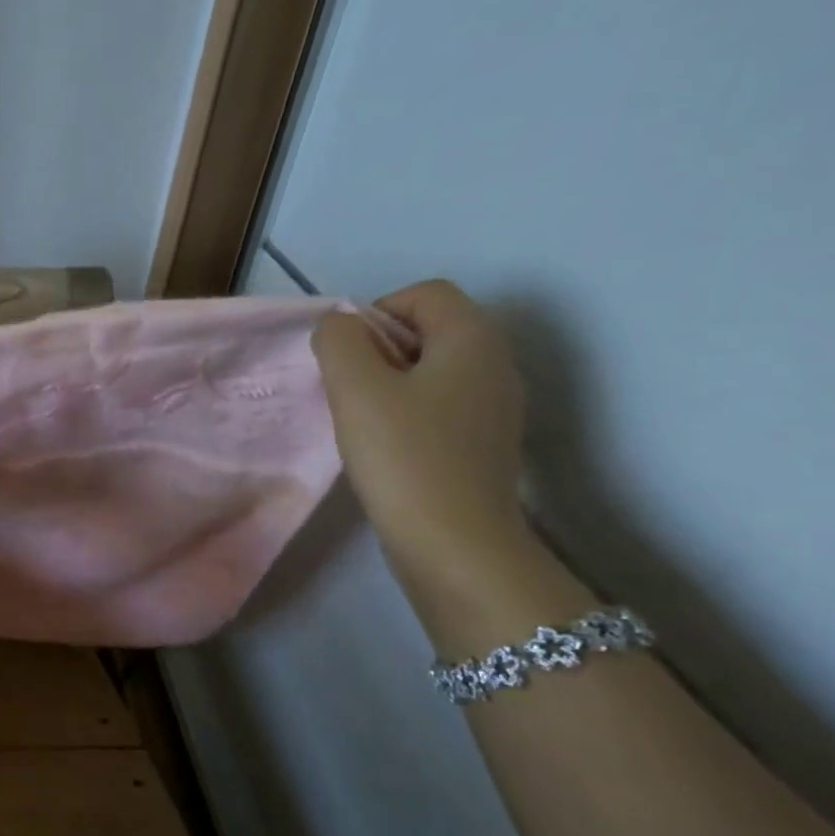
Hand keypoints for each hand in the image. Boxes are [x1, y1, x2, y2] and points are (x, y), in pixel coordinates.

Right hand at [313, 280, 531, 581]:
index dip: (375, 313)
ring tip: (361, 422)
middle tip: (347, 391)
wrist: (454, 541)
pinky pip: (440, 405)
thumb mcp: (356, 389)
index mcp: (473, 338)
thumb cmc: (404, 456)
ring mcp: (495, 406)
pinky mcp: (484, 443)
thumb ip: (339, 343)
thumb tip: (338, 328)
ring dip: (389, 384)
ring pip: (433, 370)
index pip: (424, 294)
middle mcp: (496, 362)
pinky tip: (386, 447)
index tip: (345, 357)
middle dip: (378, 350)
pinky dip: (407, 413)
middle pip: (430, 329)